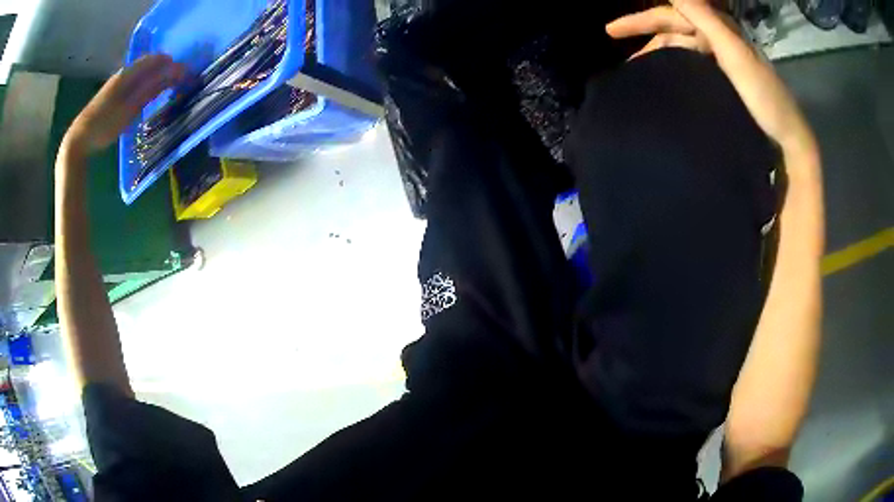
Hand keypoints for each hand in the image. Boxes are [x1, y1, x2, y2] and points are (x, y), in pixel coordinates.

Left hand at [63, 54, 185, 157]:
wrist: (79, 139)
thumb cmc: (104, 126)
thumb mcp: (130, 109)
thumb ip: (152, 89)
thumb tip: (176, 72)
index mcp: (128, 73)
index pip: (156, 59)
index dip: (172, 64)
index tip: (185, 76)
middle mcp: (123, 73)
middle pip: (149, 63)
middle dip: (165, 69)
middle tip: (178, 83)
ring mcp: (117, 82)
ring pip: (142, 72)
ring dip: (156, 76)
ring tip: (166, 88)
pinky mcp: (112, 92)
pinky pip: (134, 80)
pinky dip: (145, 83)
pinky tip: (147, 94)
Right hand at [606, 0, 816, 158]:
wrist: (788, 138)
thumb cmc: (765, 98)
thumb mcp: (735, 53)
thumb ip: (705, 17)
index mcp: (719, 29)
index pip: (672, 14)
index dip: (641, 19)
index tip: (610, 31)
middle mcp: (719, 39)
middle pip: (674, 29)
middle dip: (645, 34)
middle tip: (618, 48)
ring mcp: (723, 60)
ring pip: (682, 48)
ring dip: (659, 53)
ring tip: (639, 70)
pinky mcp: (726, 80)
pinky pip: (693, 64)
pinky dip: (676, 67)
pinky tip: (667, 78)